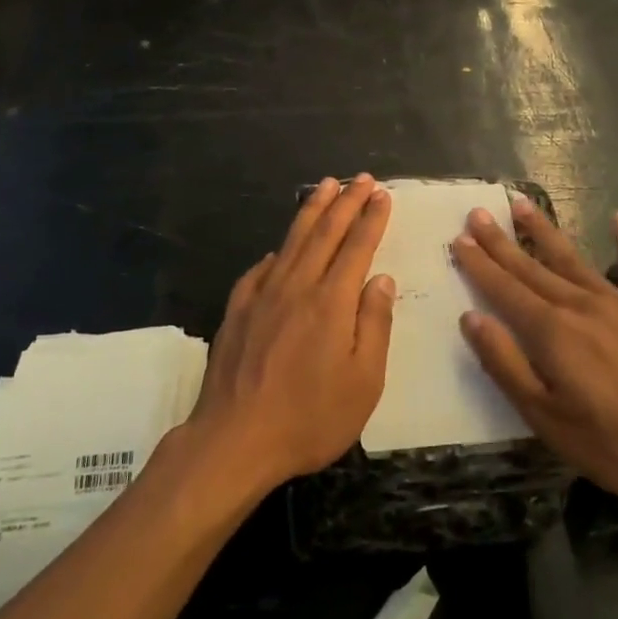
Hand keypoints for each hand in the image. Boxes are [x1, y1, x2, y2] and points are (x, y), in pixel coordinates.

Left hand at [186, 175, 396, 492]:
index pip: (357, 247)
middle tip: (361, 179)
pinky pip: (261, 269)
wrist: (235, 439)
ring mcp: (263, 295)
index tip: (382, 194)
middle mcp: (297, 287)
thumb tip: (382, 280)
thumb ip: (374, 325)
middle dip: (346, 202)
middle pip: (325, 233)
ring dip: (312, 210)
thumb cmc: (309, 418)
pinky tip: (280, 247)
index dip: (371, 218)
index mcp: (332, 302)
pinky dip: (277, 251)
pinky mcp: (238, 310)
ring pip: (292, 240)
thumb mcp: (363, 382)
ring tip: (325, 186)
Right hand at [453, 197, 617, 514]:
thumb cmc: (617, 443)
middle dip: (501, 241)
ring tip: (522, 204)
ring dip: (545, 232)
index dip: (479, 265)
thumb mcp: (548, 418)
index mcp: (551, 332)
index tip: (459, 239)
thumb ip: (507, 365)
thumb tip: (471, 319)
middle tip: (478, 212)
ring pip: (573, 259)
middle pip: (532, 268)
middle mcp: (580, 306)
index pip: (505, 290)